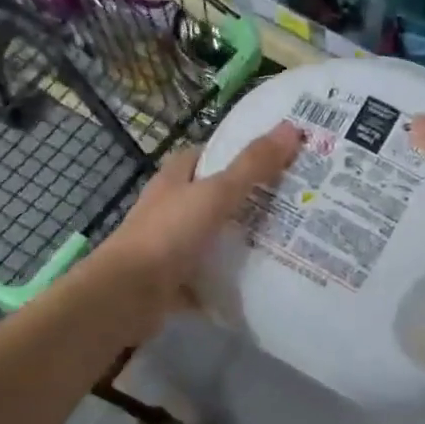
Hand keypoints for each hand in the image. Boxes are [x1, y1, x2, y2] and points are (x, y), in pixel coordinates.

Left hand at [95, 123, 302, 330]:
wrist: (127, 295)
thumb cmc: (168, 235)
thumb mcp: (215, 194)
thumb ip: (252, 166)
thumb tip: (292, 128)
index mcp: (176, 178)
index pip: (210, 155)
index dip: (241, 152)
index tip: (279, 157)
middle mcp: (172, 207)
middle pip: (216, 196)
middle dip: (251, 198)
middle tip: (297, 200)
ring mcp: (172, 245)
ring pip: (216, 236)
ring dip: (244, 239)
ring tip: (291, 239)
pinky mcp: (176, 279)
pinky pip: (212, 274)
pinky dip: (232, 278)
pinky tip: (264, 279)